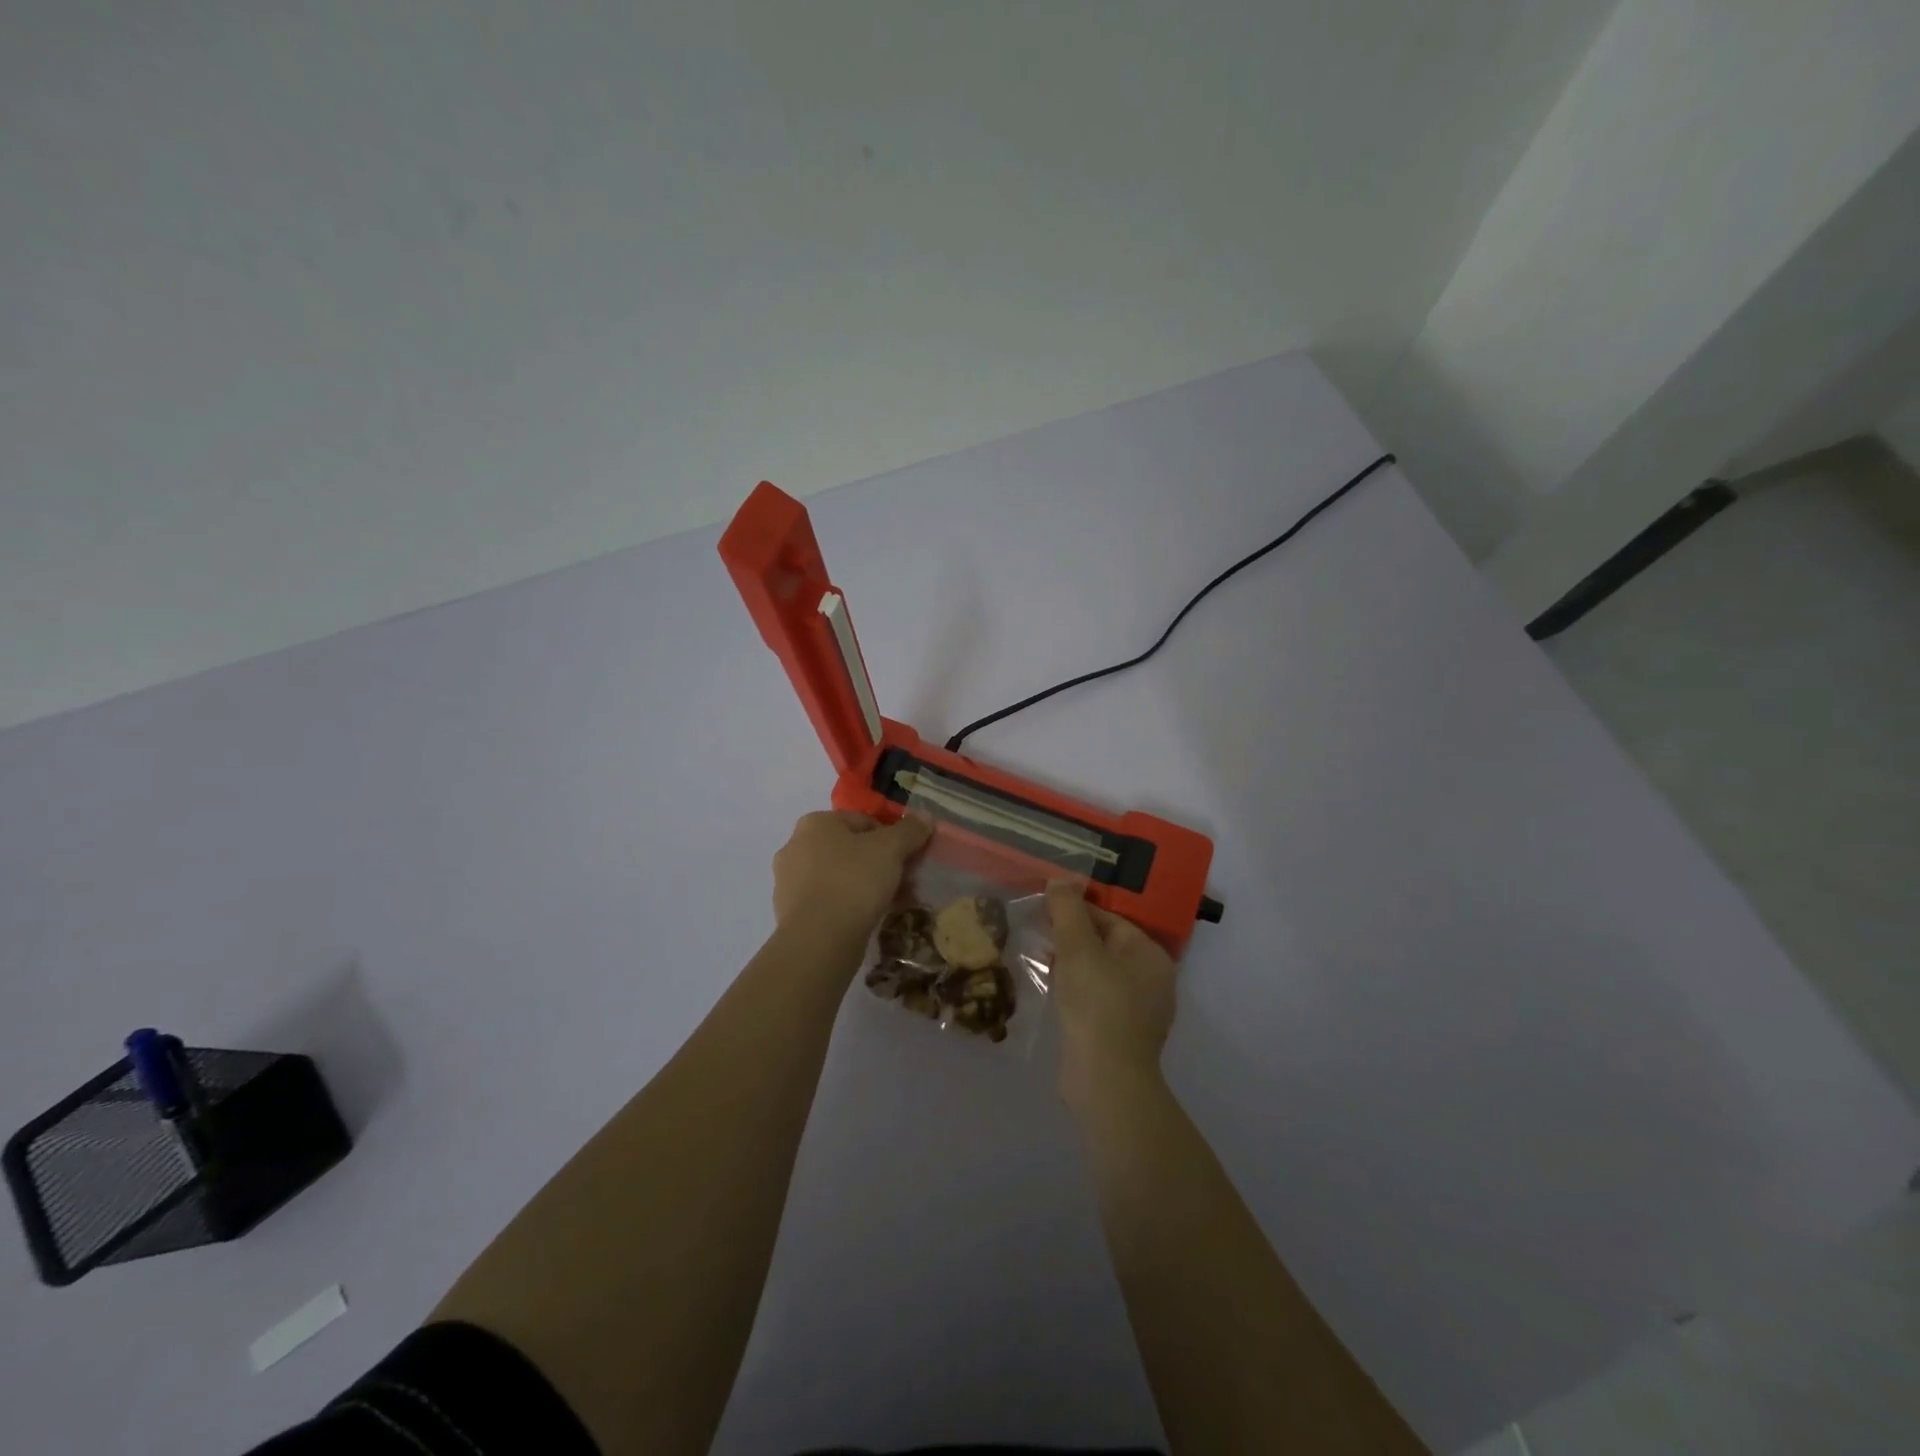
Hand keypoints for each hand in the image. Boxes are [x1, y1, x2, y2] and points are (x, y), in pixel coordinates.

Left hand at [771, 810, 931, 940]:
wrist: (819, 939)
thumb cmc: (854, 881)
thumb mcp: (890, 849)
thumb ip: (909, 830)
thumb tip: (925, 816)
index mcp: (815, 823)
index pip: (863, 821)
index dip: (892, 837)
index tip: (909, 859)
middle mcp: (795, 846)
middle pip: (850, 849)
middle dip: (879, 864)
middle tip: (903, 882)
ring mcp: (788, 881)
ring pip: (839, 876)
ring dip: (866, 886)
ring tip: (891, 904)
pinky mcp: (789, 912)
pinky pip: (828, 901)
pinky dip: (848, 906)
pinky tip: (867, 920)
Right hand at [1047, 882, 1179, 1106]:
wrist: (1105, 1080)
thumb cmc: (1096, 1004)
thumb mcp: (1078, 949)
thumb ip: (1068, 910)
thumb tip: (1060, 881)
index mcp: (1150, 955)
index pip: (1110, 919)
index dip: (1075, 911)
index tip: (1044, 910)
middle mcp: (1152, 979)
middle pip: (1105, 944)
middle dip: (1071, 937)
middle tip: (1038, 932)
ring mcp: (1138, 1010)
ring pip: (1099, 972)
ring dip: (1070, 963)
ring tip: (1039, 957)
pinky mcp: (1120, 1033)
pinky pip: (1096, 997)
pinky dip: (1075, 988)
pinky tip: (1052, 988)